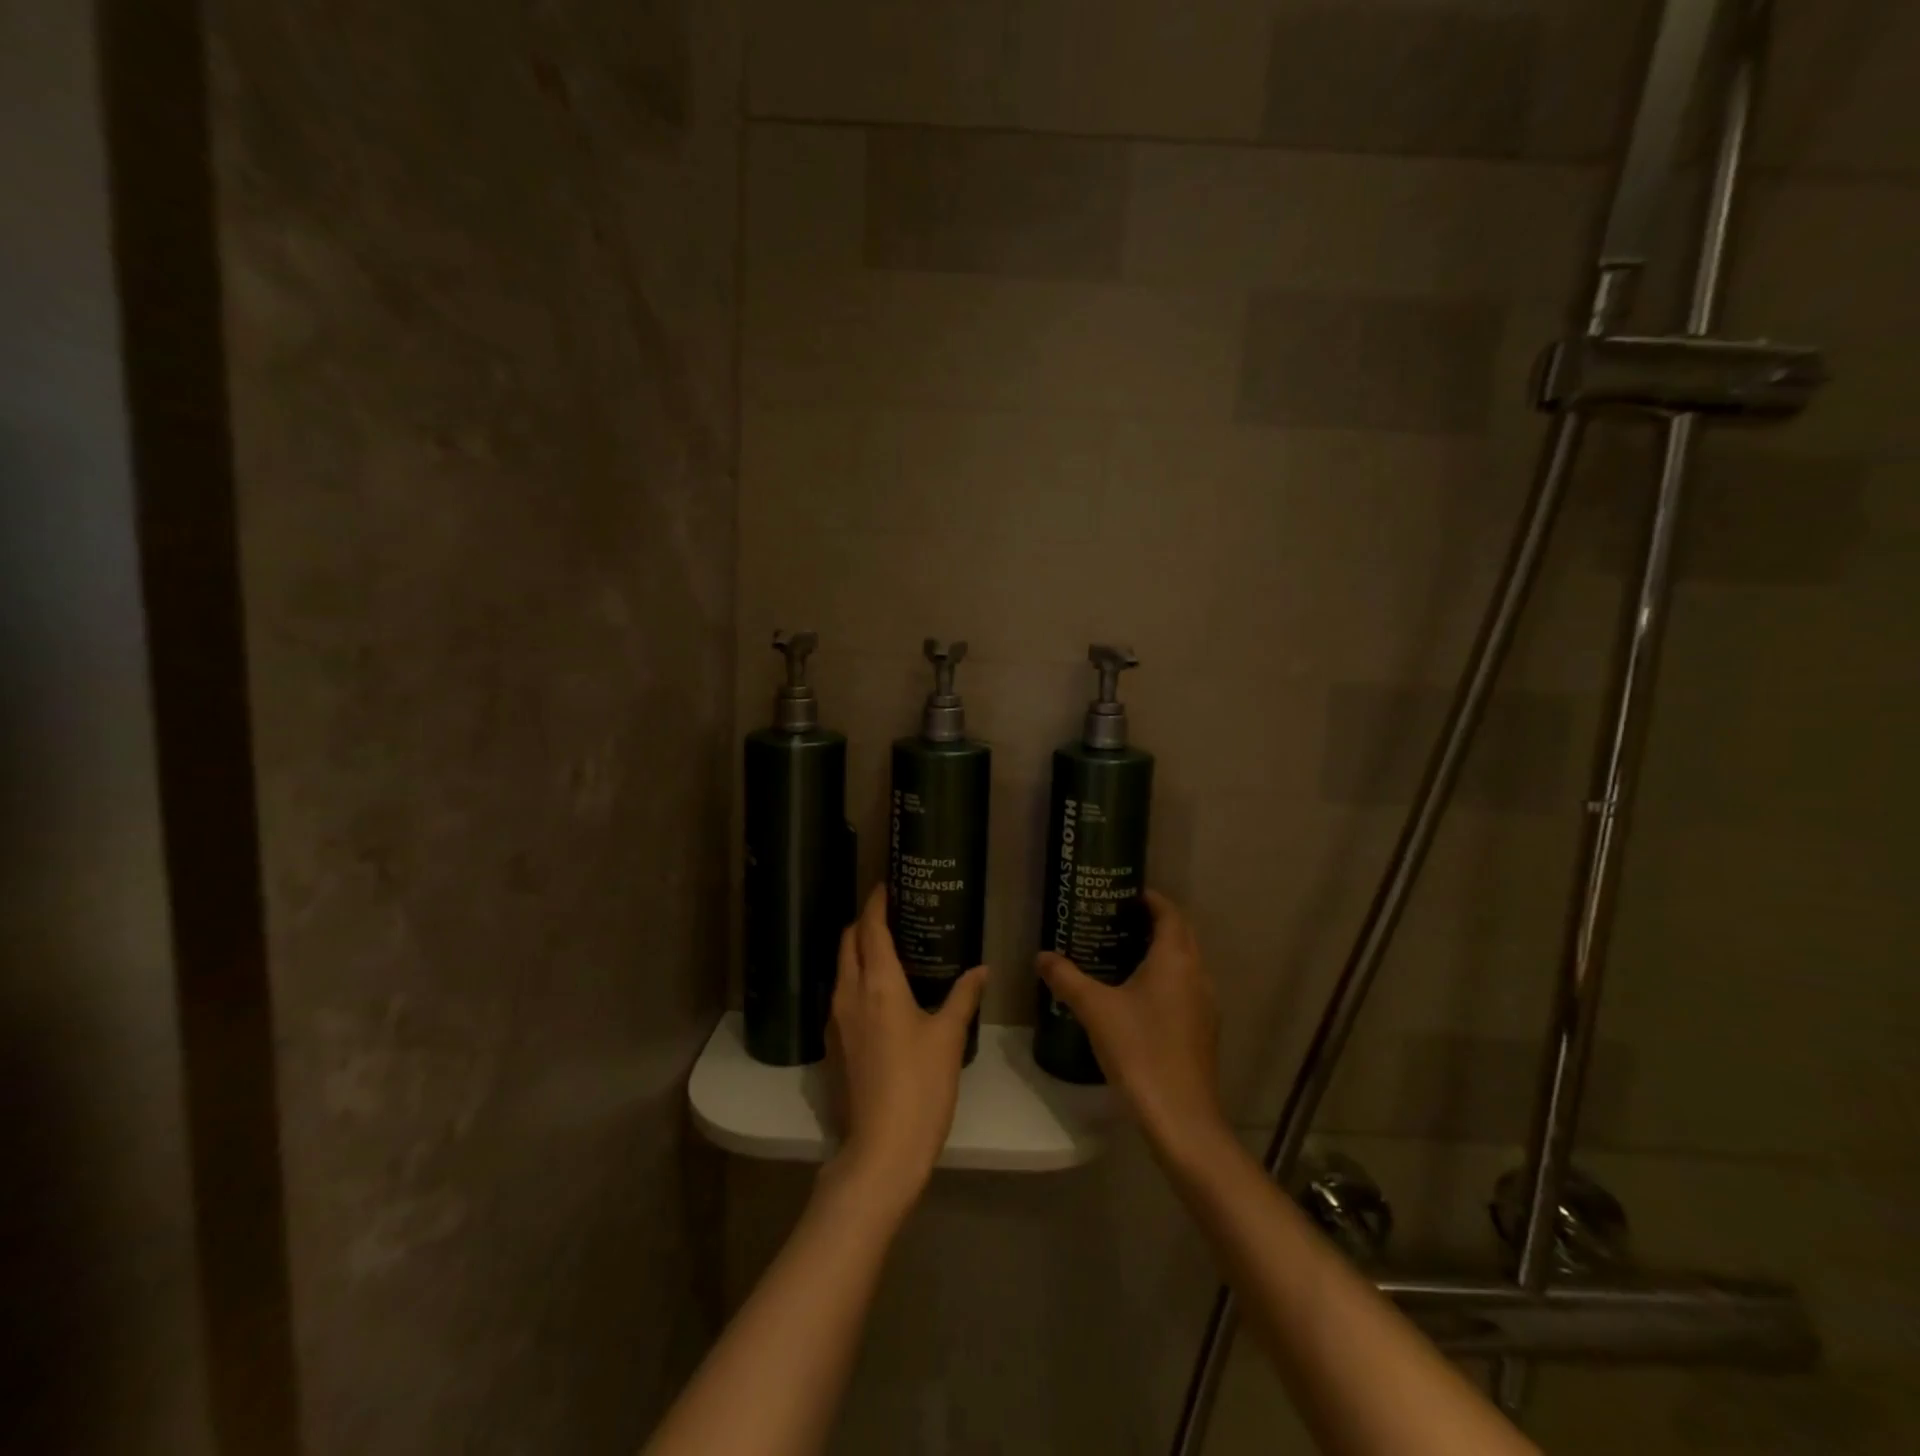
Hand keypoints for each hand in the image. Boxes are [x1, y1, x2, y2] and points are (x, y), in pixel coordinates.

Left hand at [823, 886, 986, 1217]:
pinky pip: (840, 993)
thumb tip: (981, 969)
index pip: (870, 928)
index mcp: (877, 983)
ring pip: (840, 967)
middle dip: (864, 922)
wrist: (881, 1149)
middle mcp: (849, 993)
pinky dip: (855, 977)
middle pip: (848, 942)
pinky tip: (879, 991)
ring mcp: (836, 1019)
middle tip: (891, 914)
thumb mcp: (948, 1037)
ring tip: (888, 947)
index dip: (876, 903)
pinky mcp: (833, 1043)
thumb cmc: (921, 1086)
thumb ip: (963, 996)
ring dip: (857, 949)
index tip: (885, 885)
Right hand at [1036, 890, 1226, 1153]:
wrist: (1180, 1116)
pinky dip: (1165, 979)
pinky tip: (1136, 997)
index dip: (1149, 899)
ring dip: (1159, 952)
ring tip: (1121, 954)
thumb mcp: (1094, 1009)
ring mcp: (1205, 1003)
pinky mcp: (1204, 1029)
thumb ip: (1066, 978)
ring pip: (1184, 963)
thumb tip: (1041, 956)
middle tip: (1114, 921)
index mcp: (1175, 958)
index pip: (1169, 912)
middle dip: (1152, 922)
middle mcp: (1197, 973)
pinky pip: (1185, 988)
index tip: (1122, 895)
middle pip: (1180, 934)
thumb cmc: (1139, 1049)